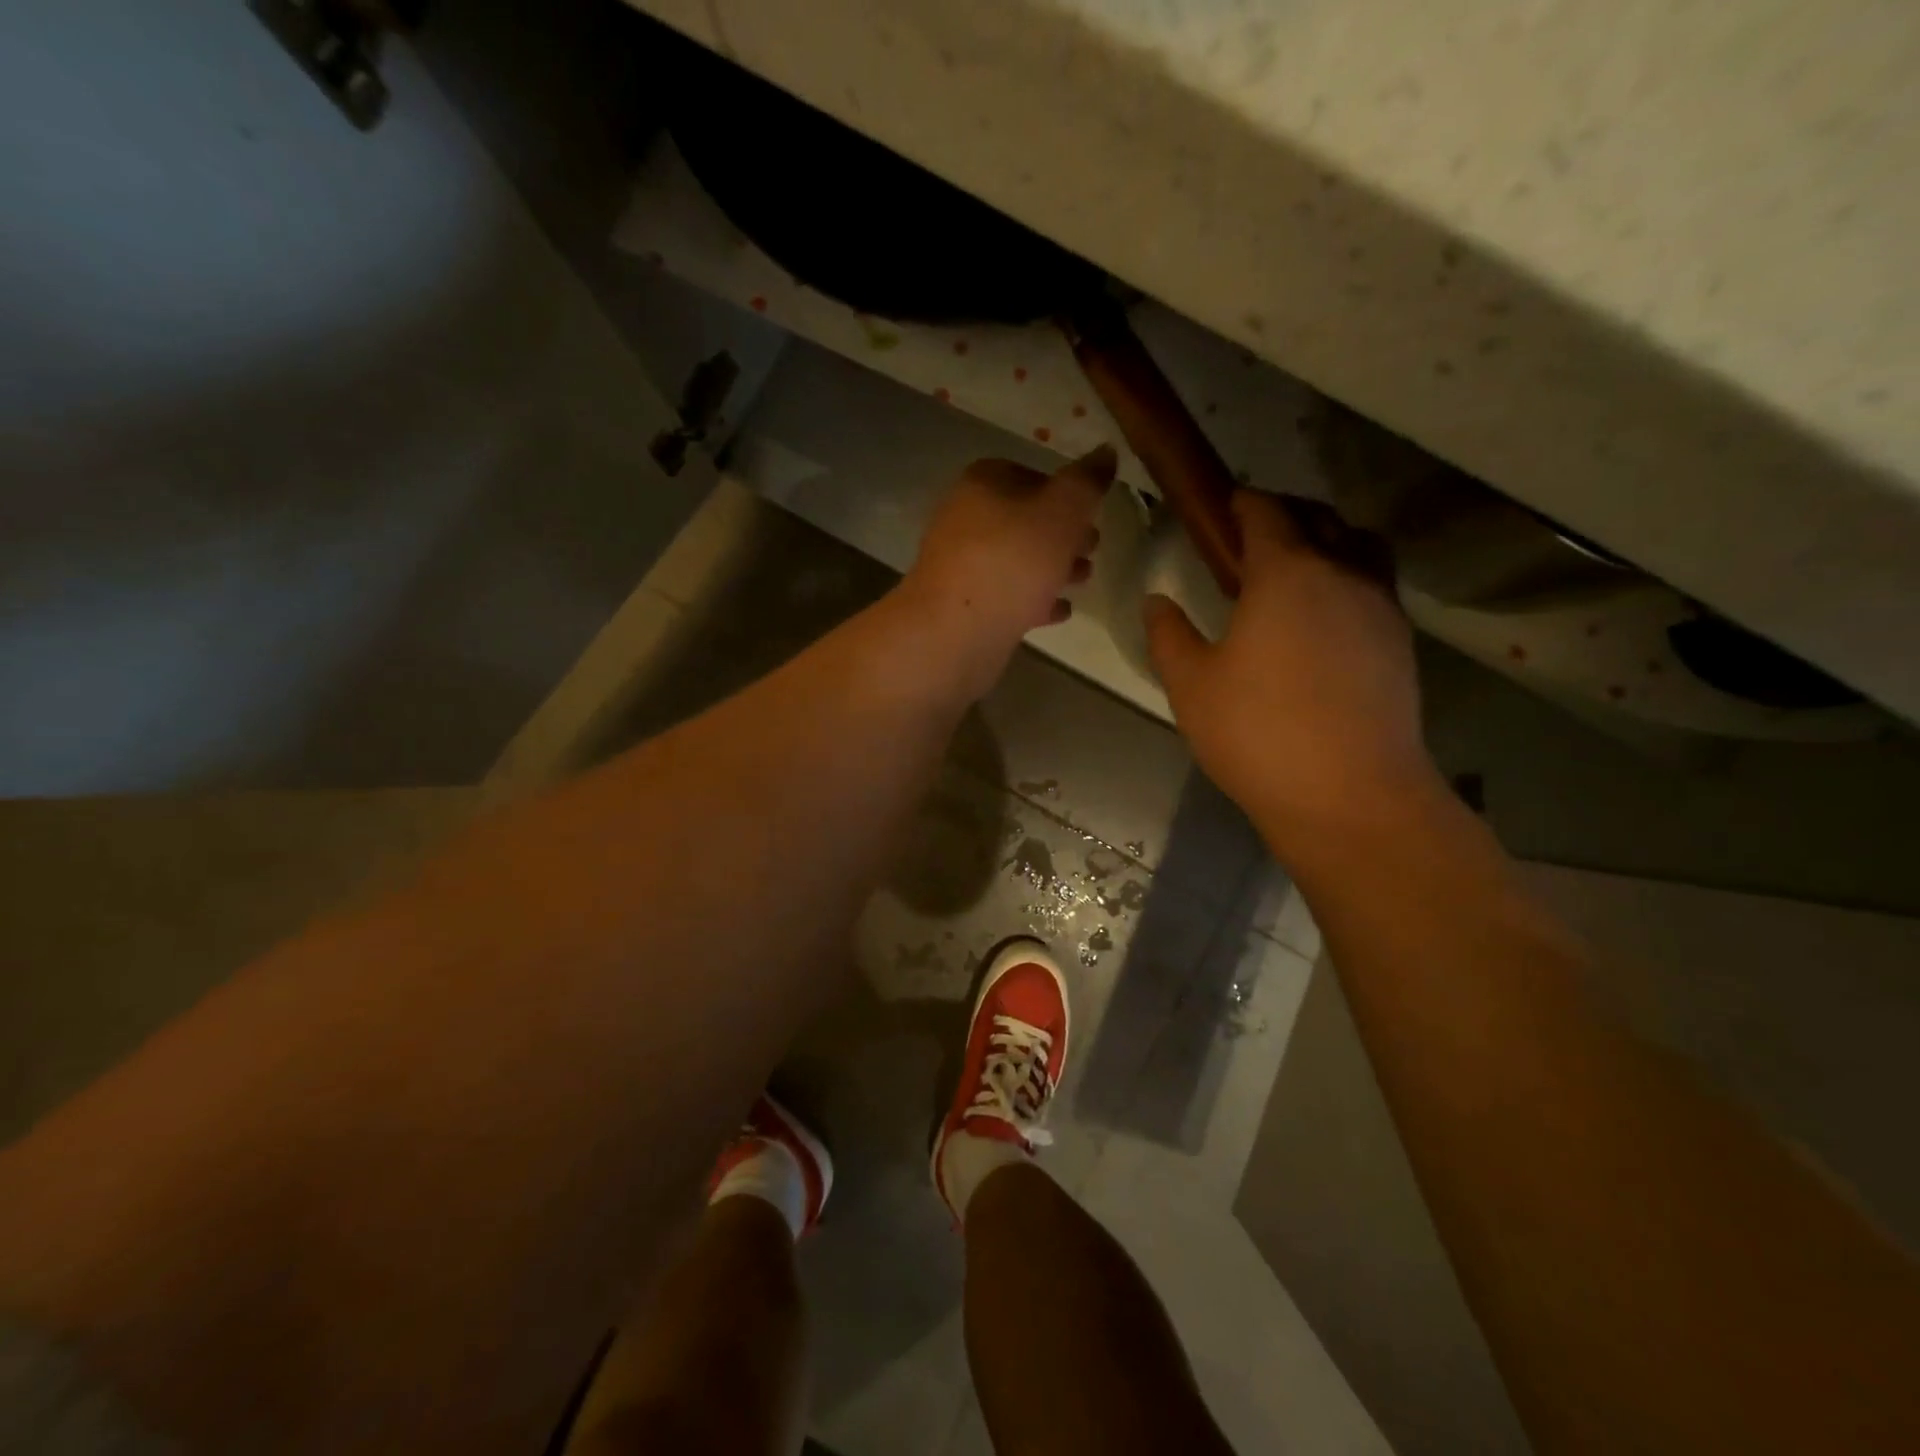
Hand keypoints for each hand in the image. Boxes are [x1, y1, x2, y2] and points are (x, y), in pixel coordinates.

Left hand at [901, 448, 1112, 697]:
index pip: (1031, 475)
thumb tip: (1106, 451)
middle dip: (1063, 534)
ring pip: (1016, 559)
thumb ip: (1087, 482)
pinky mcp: (964, 605)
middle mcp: (965, 518)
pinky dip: (1034, 600)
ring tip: (1083, 580)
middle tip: (1093, 549)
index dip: (1066, 492)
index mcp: (982, 484)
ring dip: (1052, 568)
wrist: (956, 632)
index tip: (1094, 513)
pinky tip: (1060, 612)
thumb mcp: (1062, 511)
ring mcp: (961, 565)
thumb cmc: (1013, 561)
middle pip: (1024, 520)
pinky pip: (1006, 595)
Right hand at [1145, 491, 1437, 857]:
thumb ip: (1168, 635)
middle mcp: (1342, 573)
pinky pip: (1374, 585)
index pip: (1265, 512)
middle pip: (1319, 518)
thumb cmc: (1257, 733)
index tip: (1222, 507)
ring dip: (1326, 541)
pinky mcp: (1400, 641)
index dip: (1241, 502)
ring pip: (1359, 546)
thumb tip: (1157, 601)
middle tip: (1251, 537)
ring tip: (1295, 570)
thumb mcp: (1191, 686)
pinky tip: (1322, 619)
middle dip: (1284, 514)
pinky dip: (1347, 579)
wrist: (1350, 794)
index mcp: (1286, 573)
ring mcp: (1380, 606)